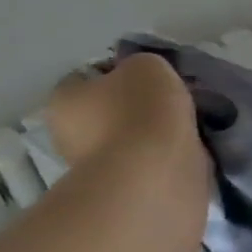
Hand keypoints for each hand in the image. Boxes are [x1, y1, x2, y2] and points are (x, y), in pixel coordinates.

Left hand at [46, 52, 202, 170]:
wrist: (157, 173)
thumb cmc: (142, 112)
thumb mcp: (147, 65)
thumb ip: (143, 64)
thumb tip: (145, 78)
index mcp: (64, 99)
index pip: (88, 76)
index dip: (120, 71)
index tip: (152, 77)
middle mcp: (70, 134)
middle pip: (110, 109)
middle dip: (138, 106)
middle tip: (173, 102)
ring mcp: (97, 166)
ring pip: (131, 138)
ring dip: (154, 134)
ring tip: (188, 128)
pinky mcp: (125, 188)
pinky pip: (148, 162)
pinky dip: (166, 156)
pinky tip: (188, 151)